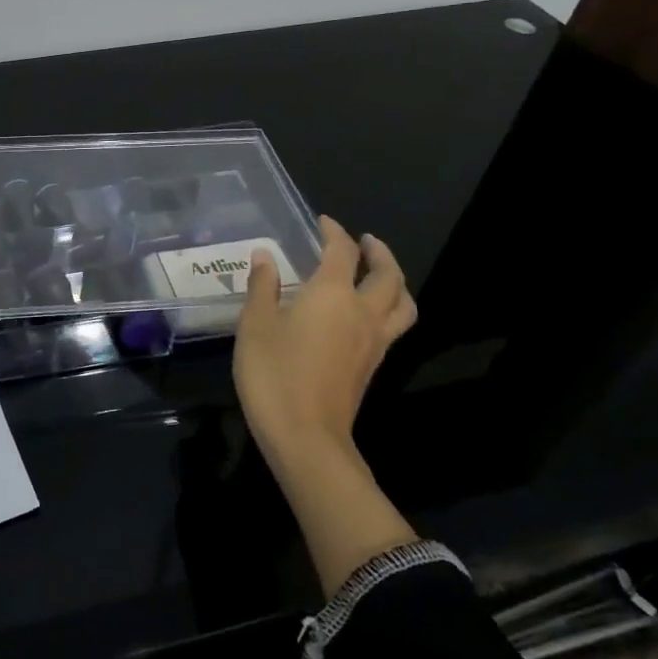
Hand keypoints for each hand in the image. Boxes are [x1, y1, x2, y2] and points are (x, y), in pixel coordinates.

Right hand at [233, 215, 415, 474]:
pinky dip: (388, 308)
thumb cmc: (274, 373)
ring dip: (395, 282)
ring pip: (402, 304)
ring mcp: (373, 342)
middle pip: (388, 276)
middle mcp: (362, 313)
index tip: (323, 222)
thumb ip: (262, 286)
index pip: (341, 252)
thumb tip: (265, 256)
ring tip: (379, 274)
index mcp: (332, 295)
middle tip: (365, 242)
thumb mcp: (255, 324)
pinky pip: (393, 326)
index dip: (334, 232)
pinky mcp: (372, 366)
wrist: (305, 437)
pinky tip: (365, 313)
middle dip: (379, 253)